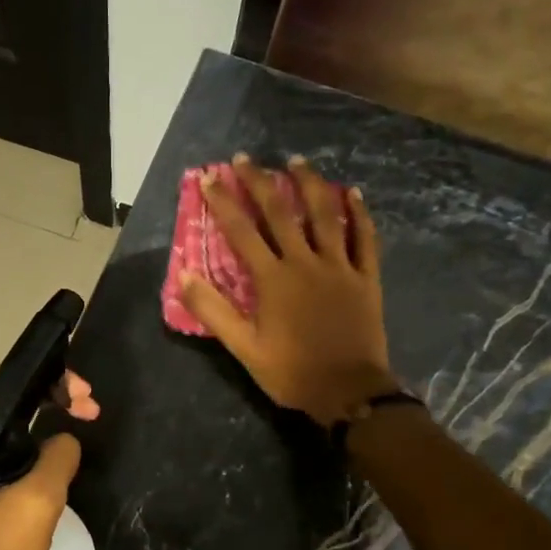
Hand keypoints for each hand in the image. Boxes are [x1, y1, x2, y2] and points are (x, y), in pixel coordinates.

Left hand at [0, 368, 97, 549]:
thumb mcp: (37, 503)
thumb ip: (57, 456)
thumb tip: (64, 439)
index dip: (46, 379)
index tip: (84, 396)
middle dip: (46, 399)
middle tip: (90, 410)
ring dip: (36, 425)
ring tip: (79, 424)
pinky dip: (20, 449)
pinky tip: (49, 455)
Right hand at [180, 154, 400, 427]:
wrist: (349, 391)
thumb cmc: (291, 371)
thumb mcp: (244, 348)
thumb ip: (213, 311)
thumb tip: (185, 276)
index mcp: (273, 279)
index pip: (242, 231)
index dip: (223, 202)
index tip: (210, 178)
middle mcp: (305, 262)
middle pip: (281, 213)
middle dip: (260, 183)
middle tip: (247, 158)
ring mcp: (339, 267)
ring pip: (325, 215)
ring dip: (310, 184)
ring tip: (297, 161)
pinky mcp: (365, 277)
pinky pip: (364, 238)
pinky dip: (359, 213)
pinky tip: (352, 192)